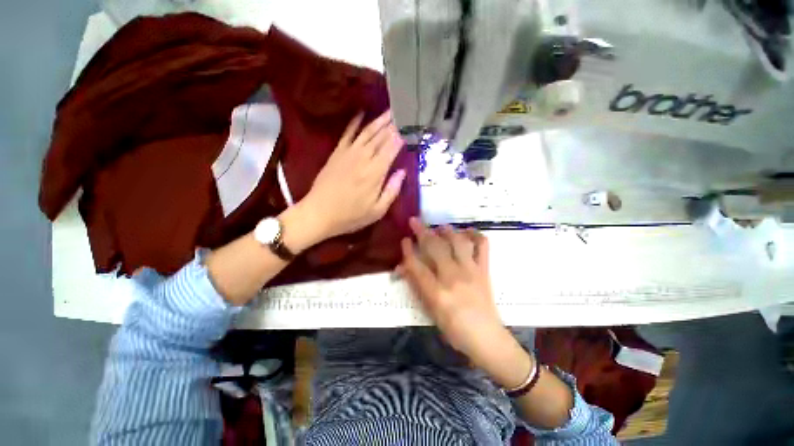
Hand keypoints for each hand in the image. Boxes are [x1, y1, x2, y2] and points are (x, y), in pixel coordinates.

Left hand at [301, 111, 405, 240]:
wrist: (319, 213)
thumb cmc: (351, 216)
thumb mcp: (377, 211)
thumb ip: (392, 190)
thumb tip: (403, 172)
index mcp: (375, 173)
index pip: (392, 148)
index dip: (402, 136)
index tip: (410, 127)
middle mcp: (364, 158)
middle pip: (381, 136)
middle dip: (393, 124)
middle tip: (403, 111)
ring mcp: (348, 153)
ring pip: (367, 131)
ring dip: (379, 120)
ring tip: (390, 110)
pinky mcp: (337, 152)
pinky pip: (348, 133)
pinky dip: (355, 122)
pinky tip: (362, 113)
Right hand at [398, 218, 514, 367]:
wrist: (486, 337)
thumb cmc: (454, 329)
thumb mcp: (430, 312)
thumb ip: (417, 287)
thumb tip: (405, 267)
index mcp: (437, 293)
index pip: (417, 266)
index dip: (408, 251)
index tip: (404, 240)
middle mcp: (453, 277)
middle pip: (435, 248)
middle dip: (422, 231)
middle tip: (414, 221)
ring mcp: (471, 271)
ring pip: (457, 242)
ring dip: (446, 230)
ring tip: (439, 226)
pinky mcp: (484, 269)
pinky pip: (482, 246)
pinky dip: (475, 235)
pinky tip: (466, 231)